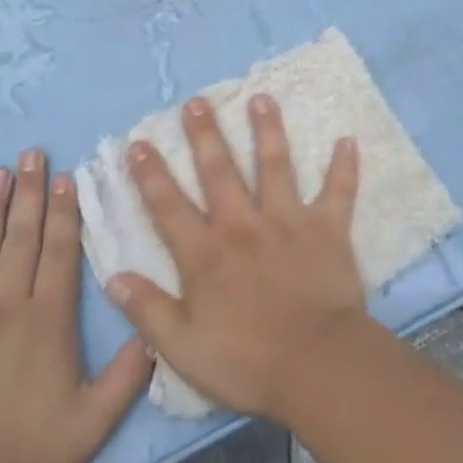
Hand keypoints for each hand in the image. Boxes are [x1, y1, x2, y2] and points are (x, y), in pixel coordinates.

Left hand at [0, 150, 151, 462]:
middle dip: (30, 192)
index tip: (65, 176)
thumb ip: (128, 376)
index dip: (63, 211)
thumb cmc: (23, 454)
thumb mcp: (91, 424)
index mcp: (47, 319)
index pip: (58, 251)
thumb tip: (156, 331)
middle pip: (21, 237)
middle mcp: (6, 304)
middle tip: (32, 154)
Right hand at [107, 94, 367, 422]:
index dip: (151, 174)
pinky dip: (344, 167)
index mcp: (206, 253)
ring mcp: (287, 221)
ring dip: (268, 130)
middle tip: (197, 101)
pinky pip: (338, 192)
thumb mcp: (183, 348)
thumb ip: (148, 311)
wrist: (316, 365)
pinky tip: (348, 140)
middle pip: (219, 171)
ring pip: (275, 165)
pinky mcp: (326, 228)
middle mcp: (243, 225)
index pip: (169, 206)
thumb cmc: (247, 361)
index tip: (139, 142)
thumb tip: (114, 277)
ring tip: (262, 98)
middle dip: (205, 134)